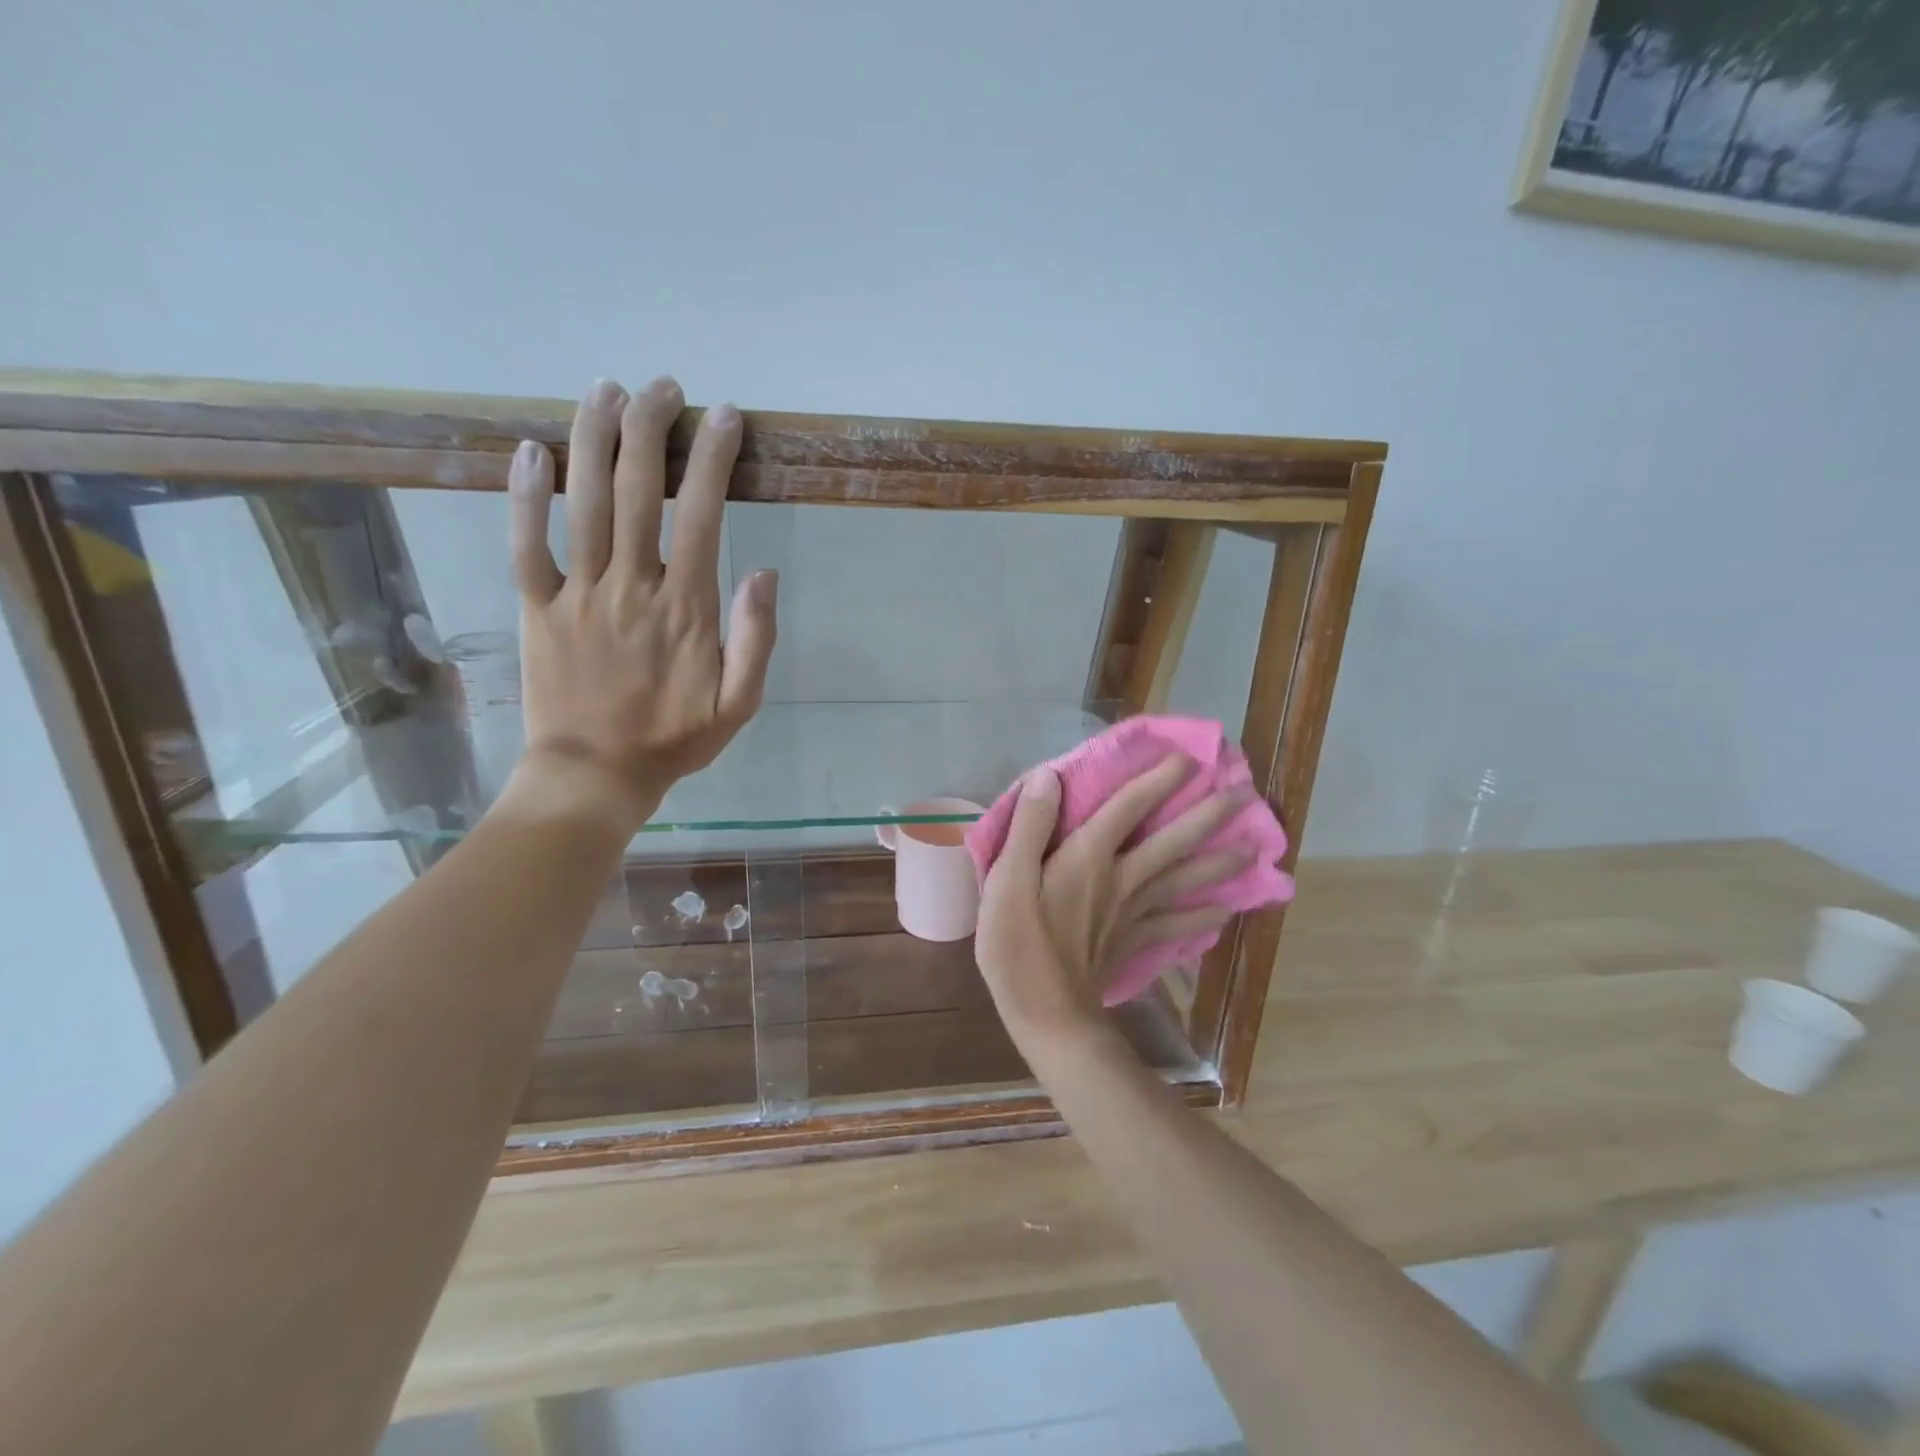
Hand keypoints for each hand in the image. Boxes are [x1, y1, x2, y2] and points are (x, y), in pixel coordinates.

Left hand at [498, 376, 777, 833]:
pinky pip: (525, 544)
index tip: (724, 417)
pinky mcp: (537, 607)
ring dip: (594, 440)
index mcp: (686, 608)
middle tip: (663, 387)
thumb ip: (756, 639)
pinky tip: (531, 450)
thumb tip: (764, 573)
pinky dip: (524, 496)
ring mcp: (578, 594)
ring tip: (606, 391)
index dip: (714, 460)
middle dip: (651, 428)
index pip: (703, 516)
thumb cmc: (675, 739)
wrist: (596, 774)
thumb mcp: (740, 704)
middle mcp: (631, 587)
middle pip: (638, 491)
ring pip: (582, 503)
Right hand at [974, 757, 1253, 1052]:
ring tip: (1253, 848)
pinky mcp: (1134, 943)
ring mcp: (1132, 913)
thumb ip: (1030, 827)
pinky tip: (1227, 911)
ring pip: (1183, 881)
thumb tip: (1050, 776)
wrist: (1046, 1015)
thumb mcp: (1007, 881)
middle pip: (1171, 842)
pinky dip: (1203, 919)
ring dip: (1219, 862)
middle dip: (1207, 816)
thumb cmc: (1018, 945)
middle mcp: (1121, 879)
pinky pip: (1177, 926)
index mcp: (1088, 858)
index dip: (1156, 780)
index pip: (1128, 807)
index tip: (1187, 758)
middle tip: (1244, 795)